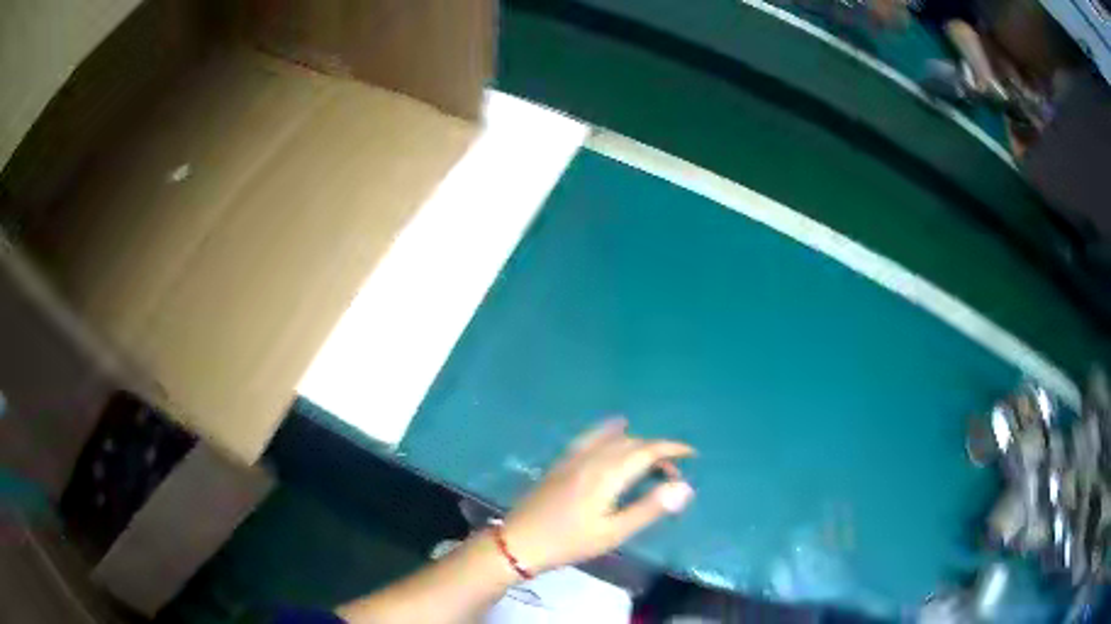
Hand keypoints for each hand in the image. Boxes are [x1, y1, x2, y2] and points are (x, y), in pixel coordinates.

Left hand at [501, 418, 694, 572]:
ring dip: (637, 443)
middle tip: (673, 472)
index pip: (647, 451)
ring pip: (613, 439)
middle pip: (632, 443)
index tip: (692, 454)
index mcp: (607, 475)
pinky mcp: (562, 462)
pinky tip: (615, 427)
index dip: (672, 449)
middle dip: (657, 451)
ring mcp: (574, 458)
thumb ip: (649, 508)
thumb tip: (684, 487)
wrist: (520, 541)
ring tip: (651, 457)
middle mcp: (592, 459)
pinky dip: (609, 430)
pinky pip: (591, 437)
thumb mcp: (613, 532)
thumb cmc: (570, 542)